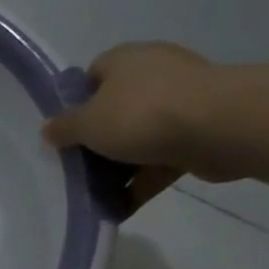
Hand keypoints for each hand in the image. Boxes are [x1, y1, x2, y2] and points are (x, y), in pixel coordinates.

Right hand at [42, 41, 233, 211]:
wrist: (220, 127)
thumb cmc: (142, 114)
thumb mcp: (86, 123)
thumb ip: (63, 128)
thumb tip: (48, 129)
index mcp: (125, 60)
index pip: (92, 76)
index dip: (76, 104)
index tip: (65, 132)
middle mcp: (154, 74)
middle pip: (115, 109)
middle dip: (98, 141)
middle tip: (77, 168)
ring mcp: (181, 103)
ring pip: (139, 138)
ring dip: (119, 167)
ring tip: (96, 196)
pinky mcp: (200, 133)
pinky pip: (161, 160)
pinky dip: (142, 182)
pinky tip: (121, 208)